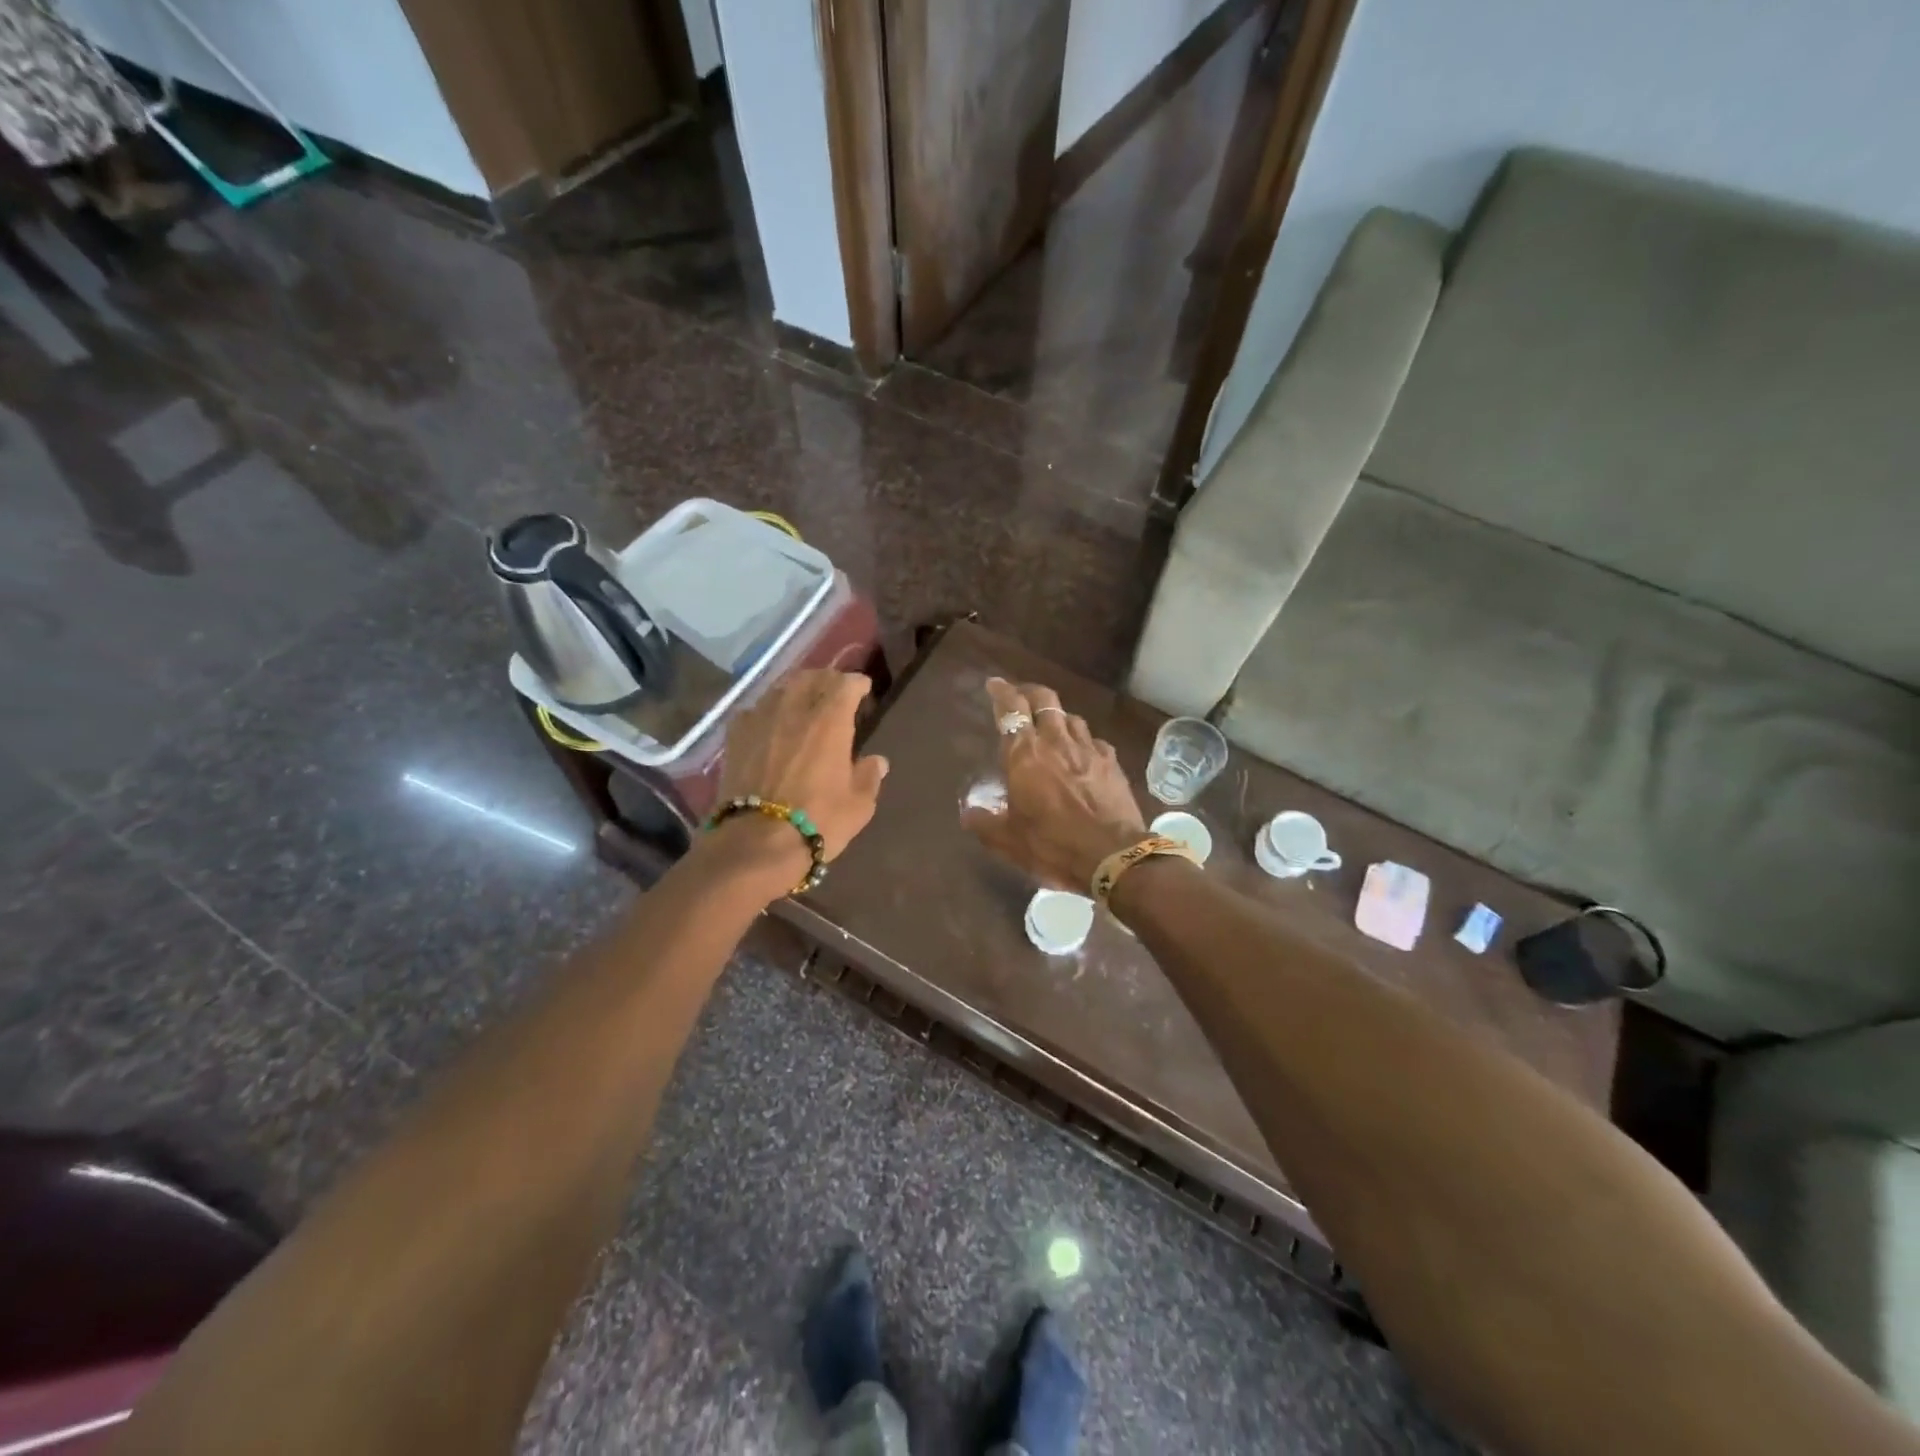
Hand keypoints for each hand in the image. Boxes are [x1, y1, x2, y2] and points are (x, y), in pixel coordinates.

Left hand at [714, 670, 888, 886]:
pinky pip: (755, 710)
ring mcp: (761, 719)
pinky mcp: (736, 736)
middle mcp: (795, 709)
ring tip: (803, 703)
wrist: (756, 843)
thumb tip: (876, 761)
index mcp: (830, 720)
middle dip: (826, 680)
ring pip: (781, 689)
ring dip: (796, 691)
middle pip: (811, 678)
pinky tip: (771, 724)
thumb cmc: (818, 822)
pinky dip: (768, 710)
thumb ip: (868, 777)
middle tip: (834, 693)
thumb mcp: (858, 805)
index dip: (857, 684)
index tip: (864, 690)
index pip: (846, 684)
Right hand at [961, 677, 1146, 891]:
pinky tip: (1082, 752)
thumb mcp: (1009, 841)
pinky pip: (1094, 740)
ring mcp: (1088, 749)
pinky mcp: (1111, 762)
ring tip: (1050, 726)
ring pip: (1071, 717)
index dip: (1001, 692)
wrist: (1112, 856)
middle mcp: (1056, 742)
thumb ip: (985, 823)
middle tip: (1020, 697)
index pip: (1011, 709)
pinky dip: (1083, 741)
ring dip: (1057, 716)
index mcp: (1025, 755)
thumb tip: (969, 813)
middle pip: (1044, 699)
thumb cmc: (1053, 845)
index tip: (994, 684)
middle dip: (1030, 692)